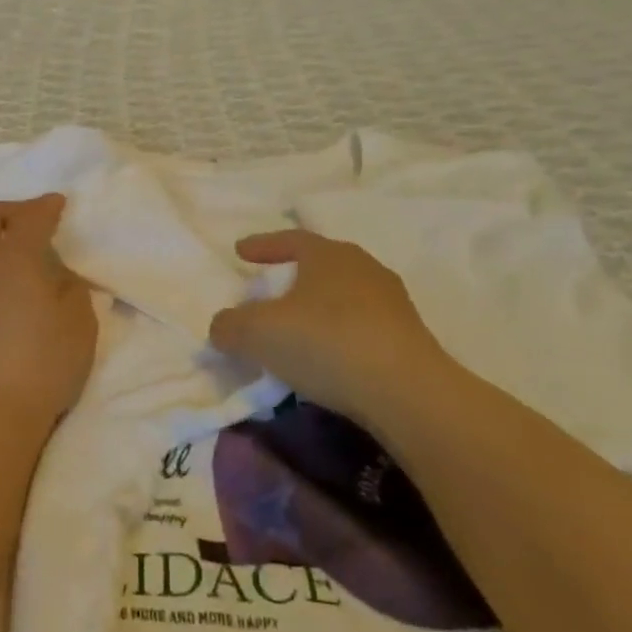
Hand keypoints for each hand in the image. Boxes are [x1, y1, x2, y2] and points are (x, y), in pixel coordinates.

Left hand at [0, 196, 97, 438]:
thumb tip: (58, 277)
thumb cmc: (40, 369)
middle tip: (25, 222)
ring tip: (1, 269)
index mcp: (14, 258)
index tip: (56, 203)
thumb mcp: (79, 329)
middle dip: (6, 211)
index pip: (31, 217)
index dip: (45, 206)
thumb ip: (72, 292)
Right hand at [209, 231, 450, 419]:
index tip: (241, 251)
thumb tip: (222, 326)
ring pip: (344, 297)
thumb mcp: (258, 334)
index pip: (291, 239)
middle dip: (294, 275)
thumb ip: (230, 326)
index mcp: (329, 255)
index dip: (263, 245)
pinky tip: (327, 359)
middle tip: (270, 289)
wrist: (406, 392)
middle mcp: (364, 269)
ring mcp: (392, 303)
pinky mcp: (409, 339)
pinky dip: (339, 336)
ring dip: (318, 308)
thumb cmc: (325, 343)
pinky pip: (362, 327)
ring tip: (298, 329)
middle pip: (322, 265)